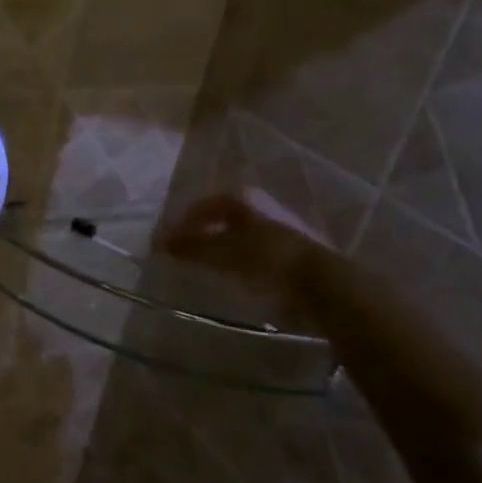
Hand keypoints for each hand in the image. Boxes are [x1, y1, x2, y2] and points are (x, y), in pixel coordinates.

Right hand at [157, 189, 331, 312]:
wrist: (322, 284)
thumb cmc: (265, 259)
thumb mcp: (219, 252)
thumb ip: (189, 246)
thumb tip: (159, 242)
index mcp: (242, 198)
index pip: (201, 205)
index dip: (181, 223)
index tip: (166, 243)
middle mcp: (261, 205)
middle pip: (222, 216)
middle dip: (202, 232)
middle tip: (185, 251)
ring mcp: (281, 226)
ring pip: (240, 232)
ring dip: (222, 245)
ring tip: (207, 265)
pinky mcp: (295, 250)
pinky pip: (256, 250)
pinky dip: (240, 258)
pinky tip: (236, 275)